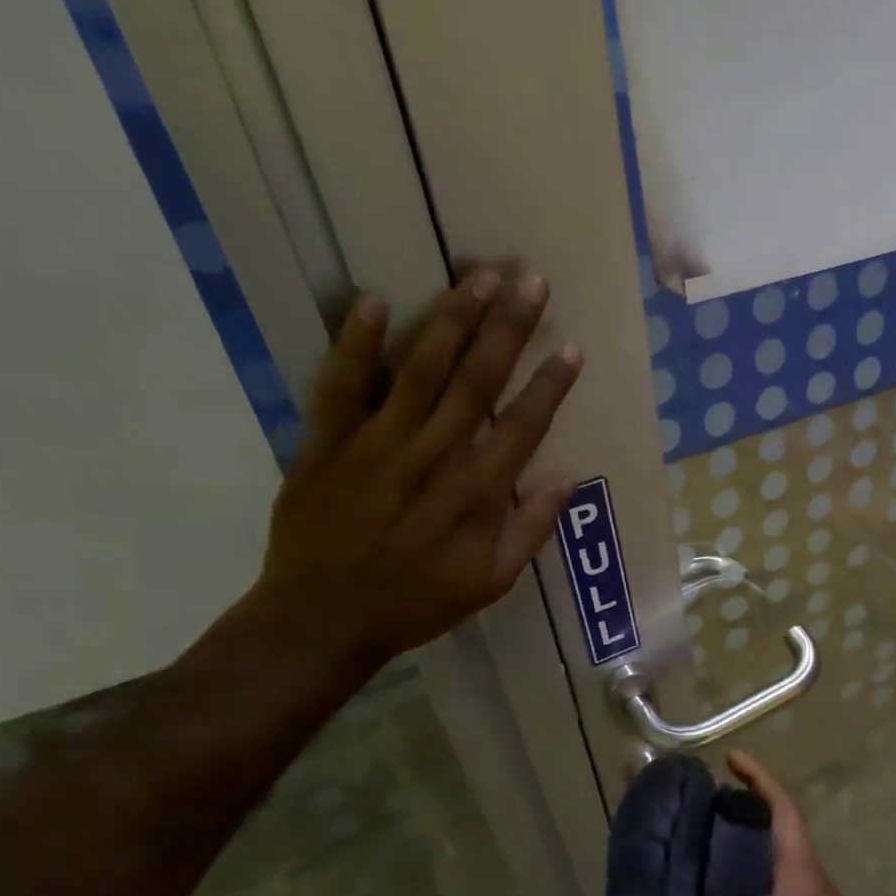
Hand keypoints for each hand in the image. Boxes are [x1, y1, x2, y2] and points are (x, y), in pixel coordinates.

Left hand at [254, 271, 581, 669]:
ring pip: (419, 371)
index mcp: (474, 494)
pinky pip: (341, 384)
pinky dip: (354, 342)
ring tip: (478, 277)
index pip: (522, 427)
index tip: (572, 348)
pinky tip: (371, 300)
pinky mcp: (326, 443)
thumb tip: (566, 479)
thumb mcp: (490, 583)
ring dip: (451, 321)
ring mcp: (375, 445)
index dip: (550, 386)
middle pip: (476, 382)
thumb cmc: (417, 602)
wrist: (323, 617)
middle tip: (529, 281)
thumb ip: (530, 531)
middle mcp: (431, 457)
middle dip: (507, 330)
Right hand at [632, 752, 895, 895]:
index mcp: (802, 877)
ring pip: (786, 876)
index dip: (760, 779)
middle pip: (785, 838)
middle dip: (751, 819)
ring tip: (711, 869)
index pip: (784, 810)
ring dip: (754, 863)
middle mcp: (818, 890)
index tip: (733, 759)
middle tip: (709, 818)